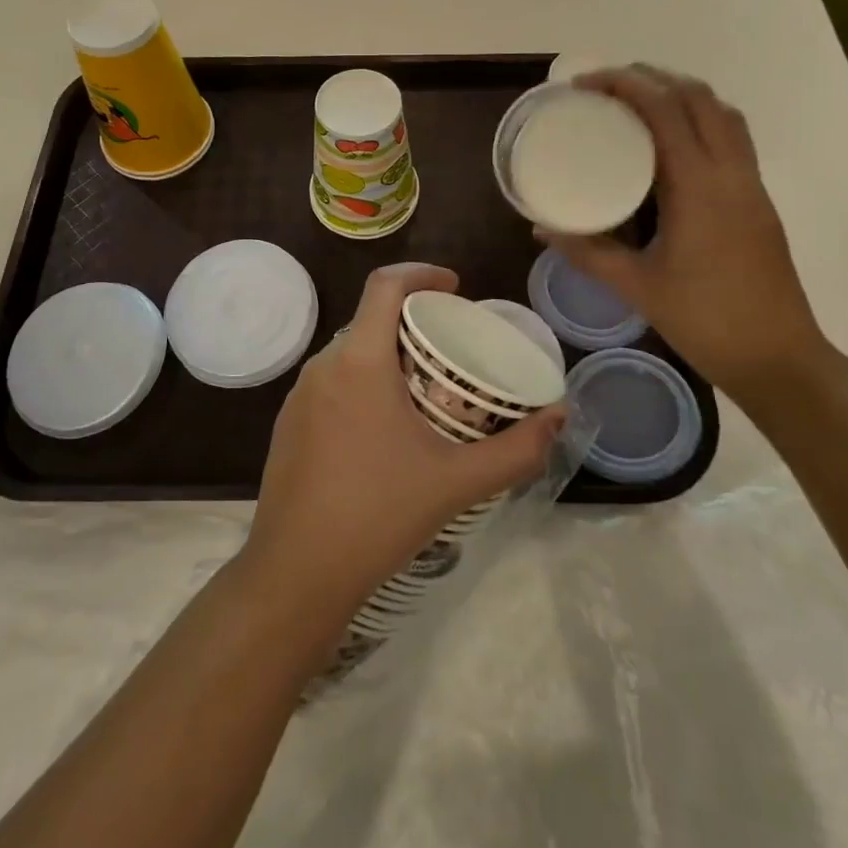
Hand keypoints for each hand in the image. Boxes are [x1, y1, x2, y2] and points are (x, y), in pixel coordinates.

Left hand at [240, 264, 564, 622]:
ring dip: (387, 354)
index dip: (421, 273)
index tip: (455, 286)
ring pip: (349, 352)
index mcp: (359, 361)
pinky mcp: (287, 424)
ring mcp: (298, 395)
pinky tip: (385, 427)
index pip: (384, 285)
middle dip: (411, 320)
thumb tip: (559, 417)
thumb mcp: (457, 482)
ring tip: (425, 388)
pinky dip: (362, 382)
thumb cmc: (378, 516)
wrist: (296, 574)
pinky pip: (331, 383)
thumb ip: (516, 449)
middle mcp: (322, 366)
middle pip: (369, 319)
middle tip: (451, 347)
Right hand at [540, 66, 836, 400]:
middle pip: (698, 97)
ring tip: (638, 103)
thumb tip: (540, 228)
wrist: (779, 359)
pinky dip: (700, 120)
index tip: (583, 85)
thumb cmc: (704, 320)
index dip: (623, 85)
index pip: (664, 111)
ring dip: (681, 95)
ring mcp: (751, 184)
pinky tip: (670, 144)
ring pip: (722, 113)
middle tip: (606, 87)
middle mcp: (730, 173)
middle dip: (652, 78)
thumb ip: (586, 251)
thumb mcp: (635, 286)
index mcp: (698, 187)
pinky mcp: (758, 200)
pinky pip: (732, 137)